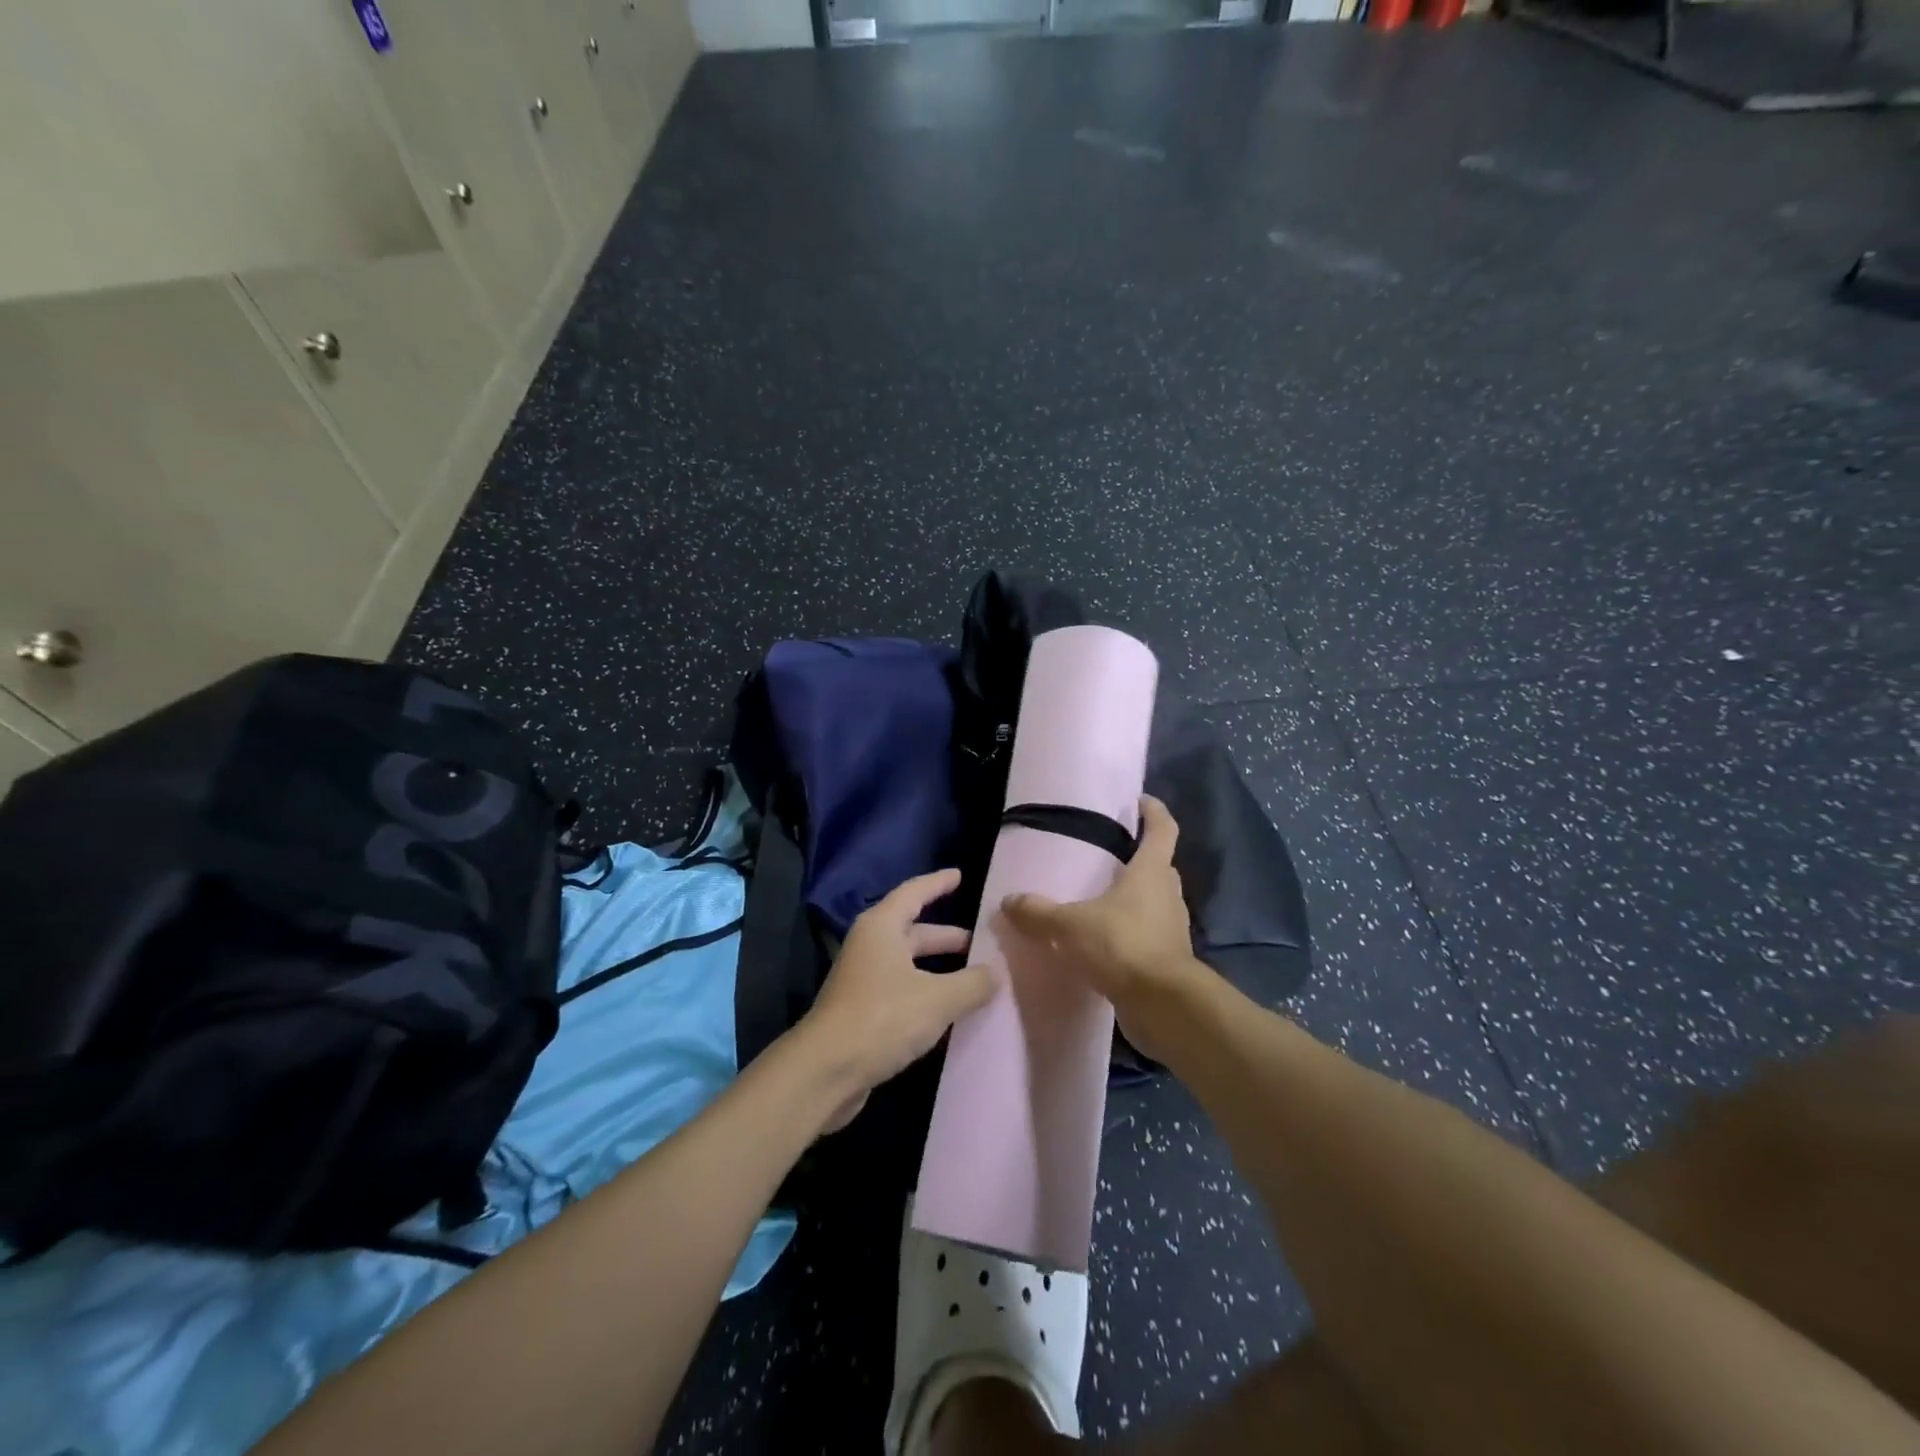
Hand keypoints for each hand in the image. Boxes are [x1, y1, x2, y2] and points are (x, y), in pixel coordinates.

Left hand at [798, 868, 995, 1130]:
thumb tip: (996, 974)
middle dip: (945, 935)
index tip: (960, 875)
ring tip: (973, 976)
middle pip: (912, 931)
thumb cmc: (883, 1018)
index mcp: (882, 927)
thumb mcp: (938, 998)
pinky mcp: (862, 1011)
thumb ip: (972, 983)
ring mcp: (863, 980)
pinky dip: (926, 992)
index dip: (938, 883)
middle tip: (979, 941)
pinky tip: (949, 1009)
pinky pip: (902, 990)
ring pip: (908, 964)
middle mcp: (869, 946)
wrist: (826, 1071)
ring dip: (938, 967)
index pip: (914, 893)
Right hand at [1000, 795, 1209, 1062]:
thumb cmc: (1123, 947)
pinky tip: (1104, 943)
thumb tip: (1009, 900)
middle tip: (1109, 857)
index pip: (1162, 830)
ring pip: (1155, 902)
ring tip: (1100, 901)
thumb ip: (1039, 913)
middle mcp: (1167, 895)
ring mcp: (1171, 928)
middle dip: (1139, 859)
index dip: (1154, 812)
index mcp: (1150, 872)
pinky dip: (1130, 933)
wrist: (1164, 1007)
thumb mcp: (1071, 926)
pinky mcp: (1168, 959)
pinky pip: (1148, 935)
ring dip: (1134, 899)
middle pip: (1159, 866)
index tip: (1141, 802)